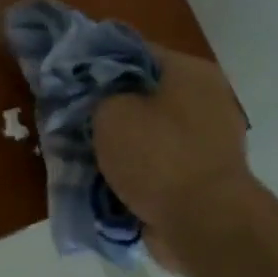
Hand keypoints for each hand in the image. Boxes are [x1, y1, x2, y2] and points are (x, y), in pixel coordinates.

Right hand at [93, 48, 252, 270]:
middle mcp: (206, 99)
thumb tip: (99, 101)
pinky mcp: (204, 178)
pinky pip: (159, 165)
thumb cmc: (157, 155)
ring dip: (120, 143)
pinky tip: (105, 180)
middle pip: (143, 94)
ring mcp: (209, 141)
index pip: (133, 52)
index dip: (96, 63)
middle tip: (72, 119)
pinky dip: (136, 171)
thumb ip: (97, 97)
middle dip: (107, 108)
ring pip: (149, 132)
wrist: (204, 224)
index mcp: (189, 71)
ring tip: (82, 154)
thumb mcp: (109, 112)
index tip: (68, 78)